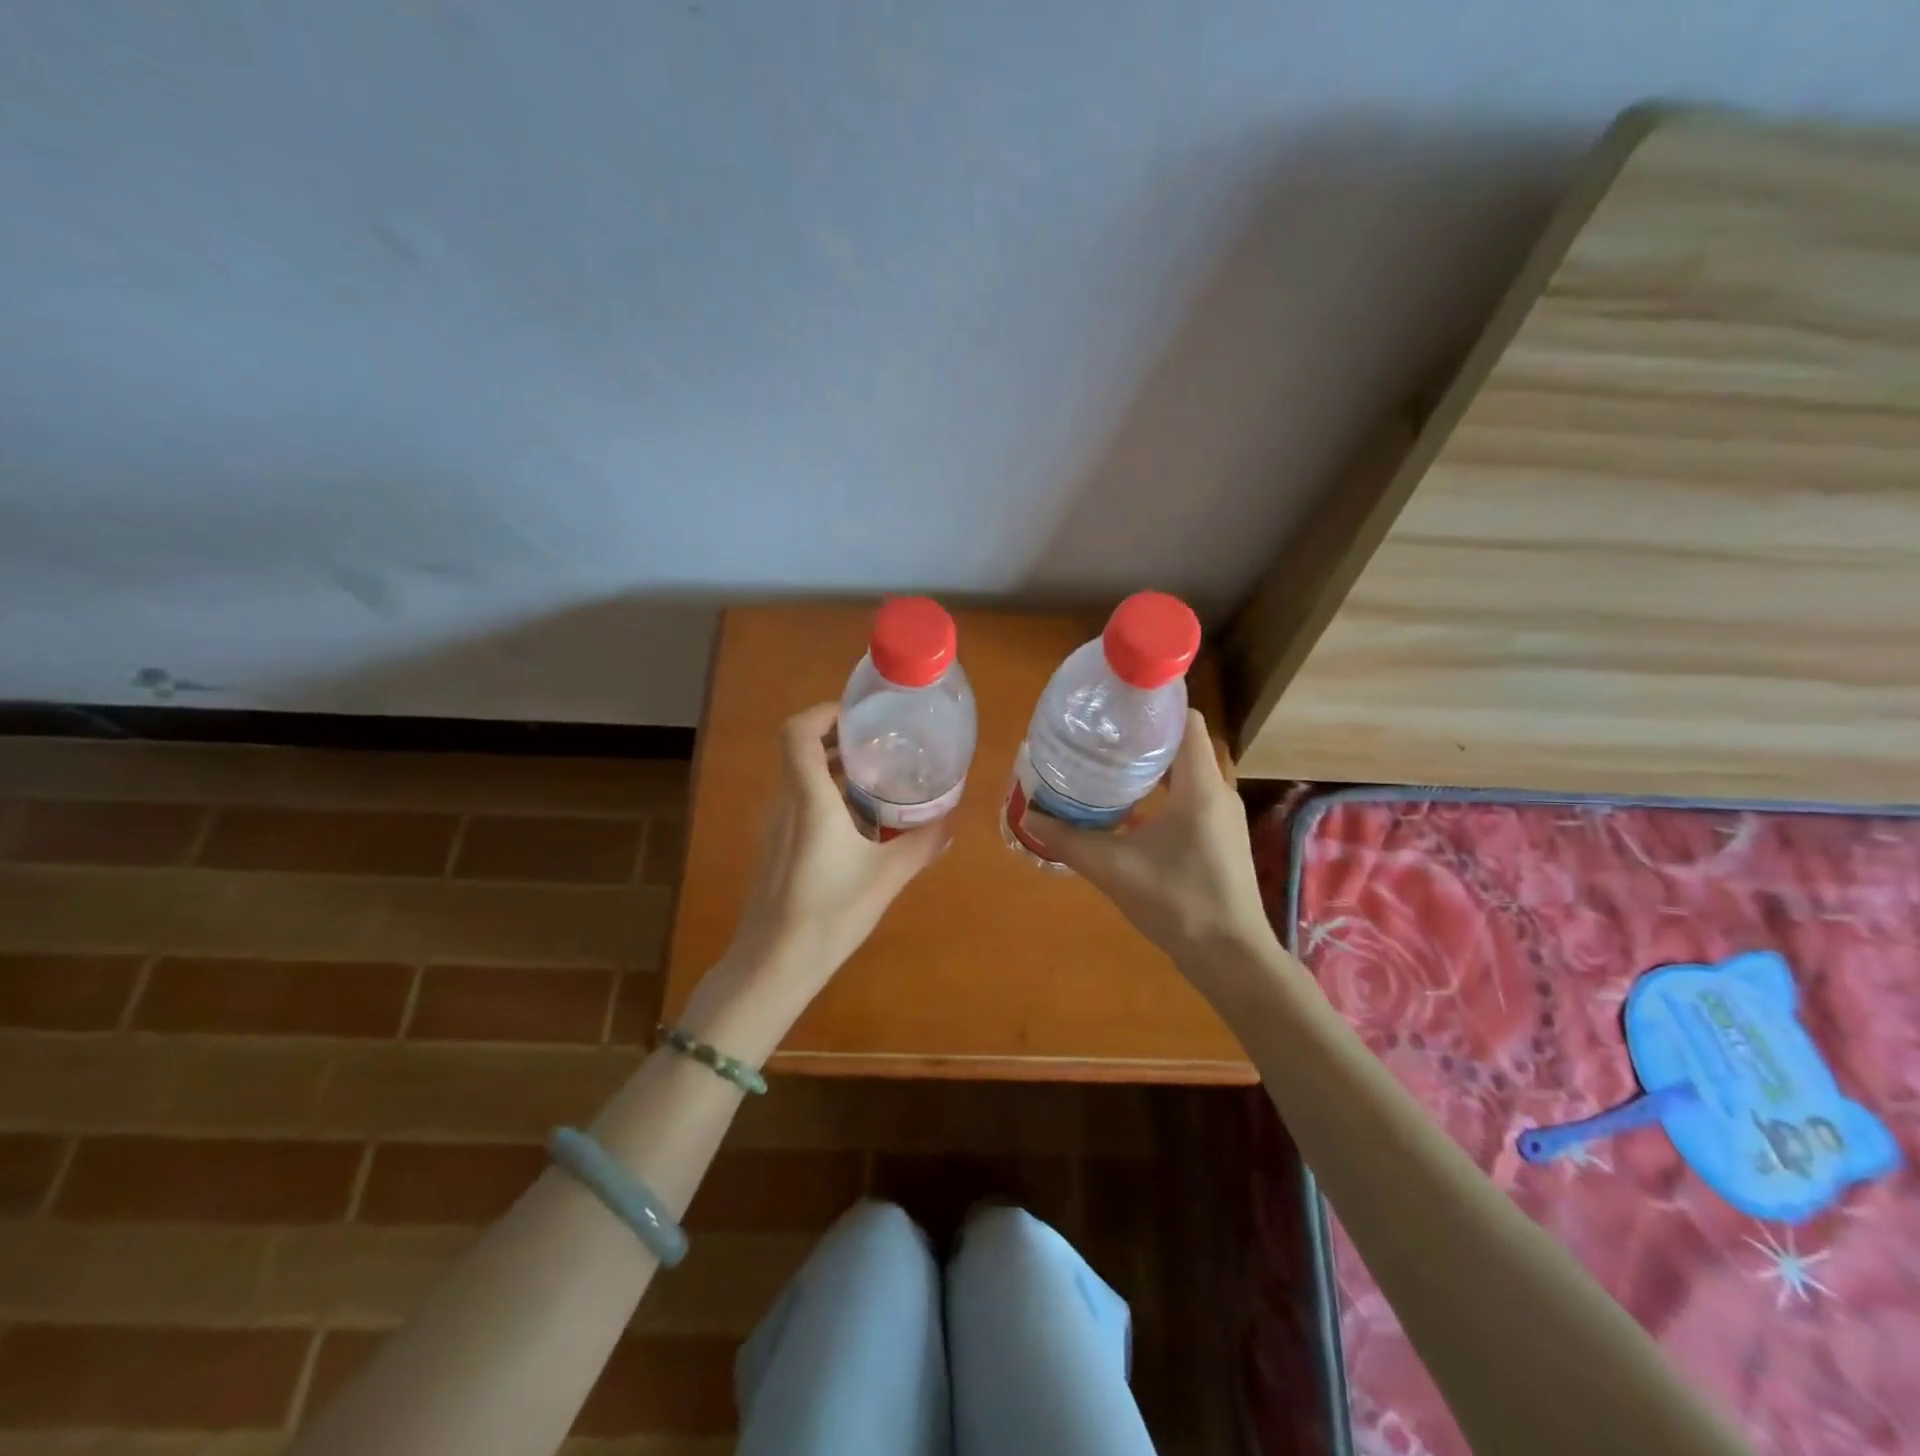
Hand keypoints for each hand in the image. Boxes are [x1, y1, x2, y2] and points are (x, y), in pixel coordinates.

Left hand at [717, 702, 951, 1003]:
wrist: (773, 965)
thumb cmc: (829, 914)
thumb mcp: (886, 878)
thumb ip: (922, 844)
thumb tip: (952, 821)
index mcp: (808, 799)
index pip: (797, 732)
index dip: (824, 714)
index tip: (860, 719)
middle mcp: (785, 803)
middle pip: (799, 750)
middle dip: (837, 738)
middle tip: (880, 744)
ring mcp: (775, 826)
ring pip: (798, 776)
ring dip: (832, 767)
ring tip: (876, 777)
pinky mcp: (775, 847)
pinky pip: (797, 802)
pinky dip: (825, 794)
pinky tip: (857, 821)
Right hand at [1023, 710, 1270, 987]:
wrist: (1230, 956)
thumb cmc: (1177, 901)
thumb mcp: (1113, 867)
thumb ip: (1069, 840)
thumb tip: (1029, 815)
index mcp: (1200, 785)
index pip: (1186, 720)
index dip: (1154, 705)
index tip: (1116, 706)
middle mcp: (1217, 791)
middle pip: (1182, 744)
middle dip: (1143, 736)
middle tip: (1100, 735)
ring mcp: (1222, 816)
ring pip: (1186, 773)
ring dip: (1151, 767)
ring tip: (1107, 766)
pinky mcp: (1220, 838)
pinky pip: (1190, 798)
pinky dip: (1161, 793)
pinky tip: (1128, 811)